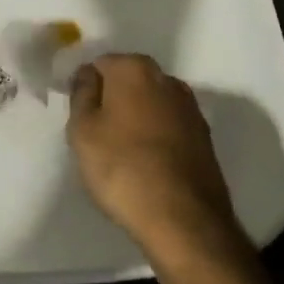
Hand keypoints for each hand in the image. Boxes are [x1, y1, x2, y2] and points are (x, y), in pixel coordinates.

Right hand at [67, 55, 239, 252]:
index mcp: (134, 68)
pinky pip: (168, 127)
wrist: (184, 219)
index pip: (100, 64)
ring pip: (150, 104)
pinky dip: (155, 138)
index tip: (79, 117)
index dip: (86, 88)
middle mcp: (167, 79)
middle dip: (112, 100)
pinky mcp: (204, 138)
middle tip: (96, 136)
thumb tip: (89, 75)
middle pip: (128, 81)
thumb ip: (81, 93)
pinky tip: (146, 165)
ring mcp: (190, 108)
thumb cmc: (123, 168)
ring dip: (135, 119)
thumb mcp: (82, 130)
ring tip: (121, 154)